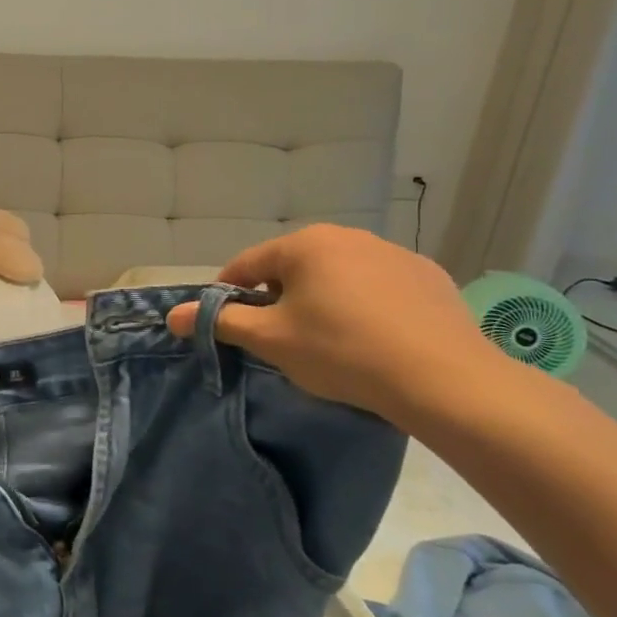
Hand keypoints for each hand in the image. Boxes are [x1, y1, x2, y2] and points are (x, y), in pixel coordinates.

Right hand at [164, 224, 510, 423]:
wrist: (445, 380)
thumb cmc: (342, 352)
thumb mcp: (271, 340)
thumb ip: (220, 321)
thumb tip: (171, 314)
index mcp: (303, 245)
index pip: (246, 265)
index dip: (230, 295)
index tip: (232, 326)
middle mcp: (346, 236)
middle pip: (292, 267)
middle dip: (279, 298)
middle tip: (282, 339)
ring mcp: (393, 253)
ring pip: (336, 274)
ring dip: (322, 299)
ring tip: (330, 341)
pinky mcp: (429, 276)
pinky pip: (378, 286)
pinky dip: (366, 304)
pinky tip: (375, 338)